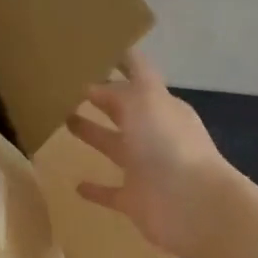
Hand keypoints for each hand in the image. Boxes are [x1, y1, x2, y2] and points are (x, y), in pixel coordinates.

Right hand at [67, 50, 229, 253]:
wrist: (192, 205)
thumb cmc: (168, 144)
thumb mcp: (143, 102)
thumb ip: (118, 91)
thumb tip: (92, 86)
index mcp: (161, 106)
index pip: (139, 76)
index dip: (121, 62)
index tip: (93, 51)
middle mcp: (154, 133)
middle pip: (124, 111)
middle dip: (102, 98)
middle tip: (68, 86)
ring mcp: (145, 168)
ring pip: (114, 146)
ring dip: (93, 134)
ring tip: (65, 121)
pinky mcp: (135, 200)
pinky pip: (111, 192)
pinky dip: (95, 189)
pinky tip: (76, 185)